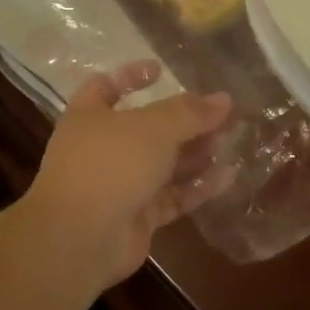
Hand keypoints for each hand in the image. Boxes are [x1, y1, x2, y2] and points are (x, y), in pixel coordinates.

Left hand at [20, 61, 234, 290]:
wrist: (80, 240)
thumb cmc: (110, 165)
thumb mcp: (154, 127)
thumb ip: (190, 112)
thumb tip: (224, 99)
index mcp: (90, 117)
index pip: (106, 87)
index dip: (131, 76)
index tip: (162, 70)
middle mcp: (103, 148)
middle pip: (147, 128)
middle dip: (183, 121)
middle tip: (220, 115)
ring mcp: (120, 184)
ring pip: (163, 163)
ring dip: (195, 153)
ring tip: (230, 143)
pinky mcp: (138, 216)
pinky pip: (173, 196)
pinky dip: (198, 186)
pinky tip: (228, 176)